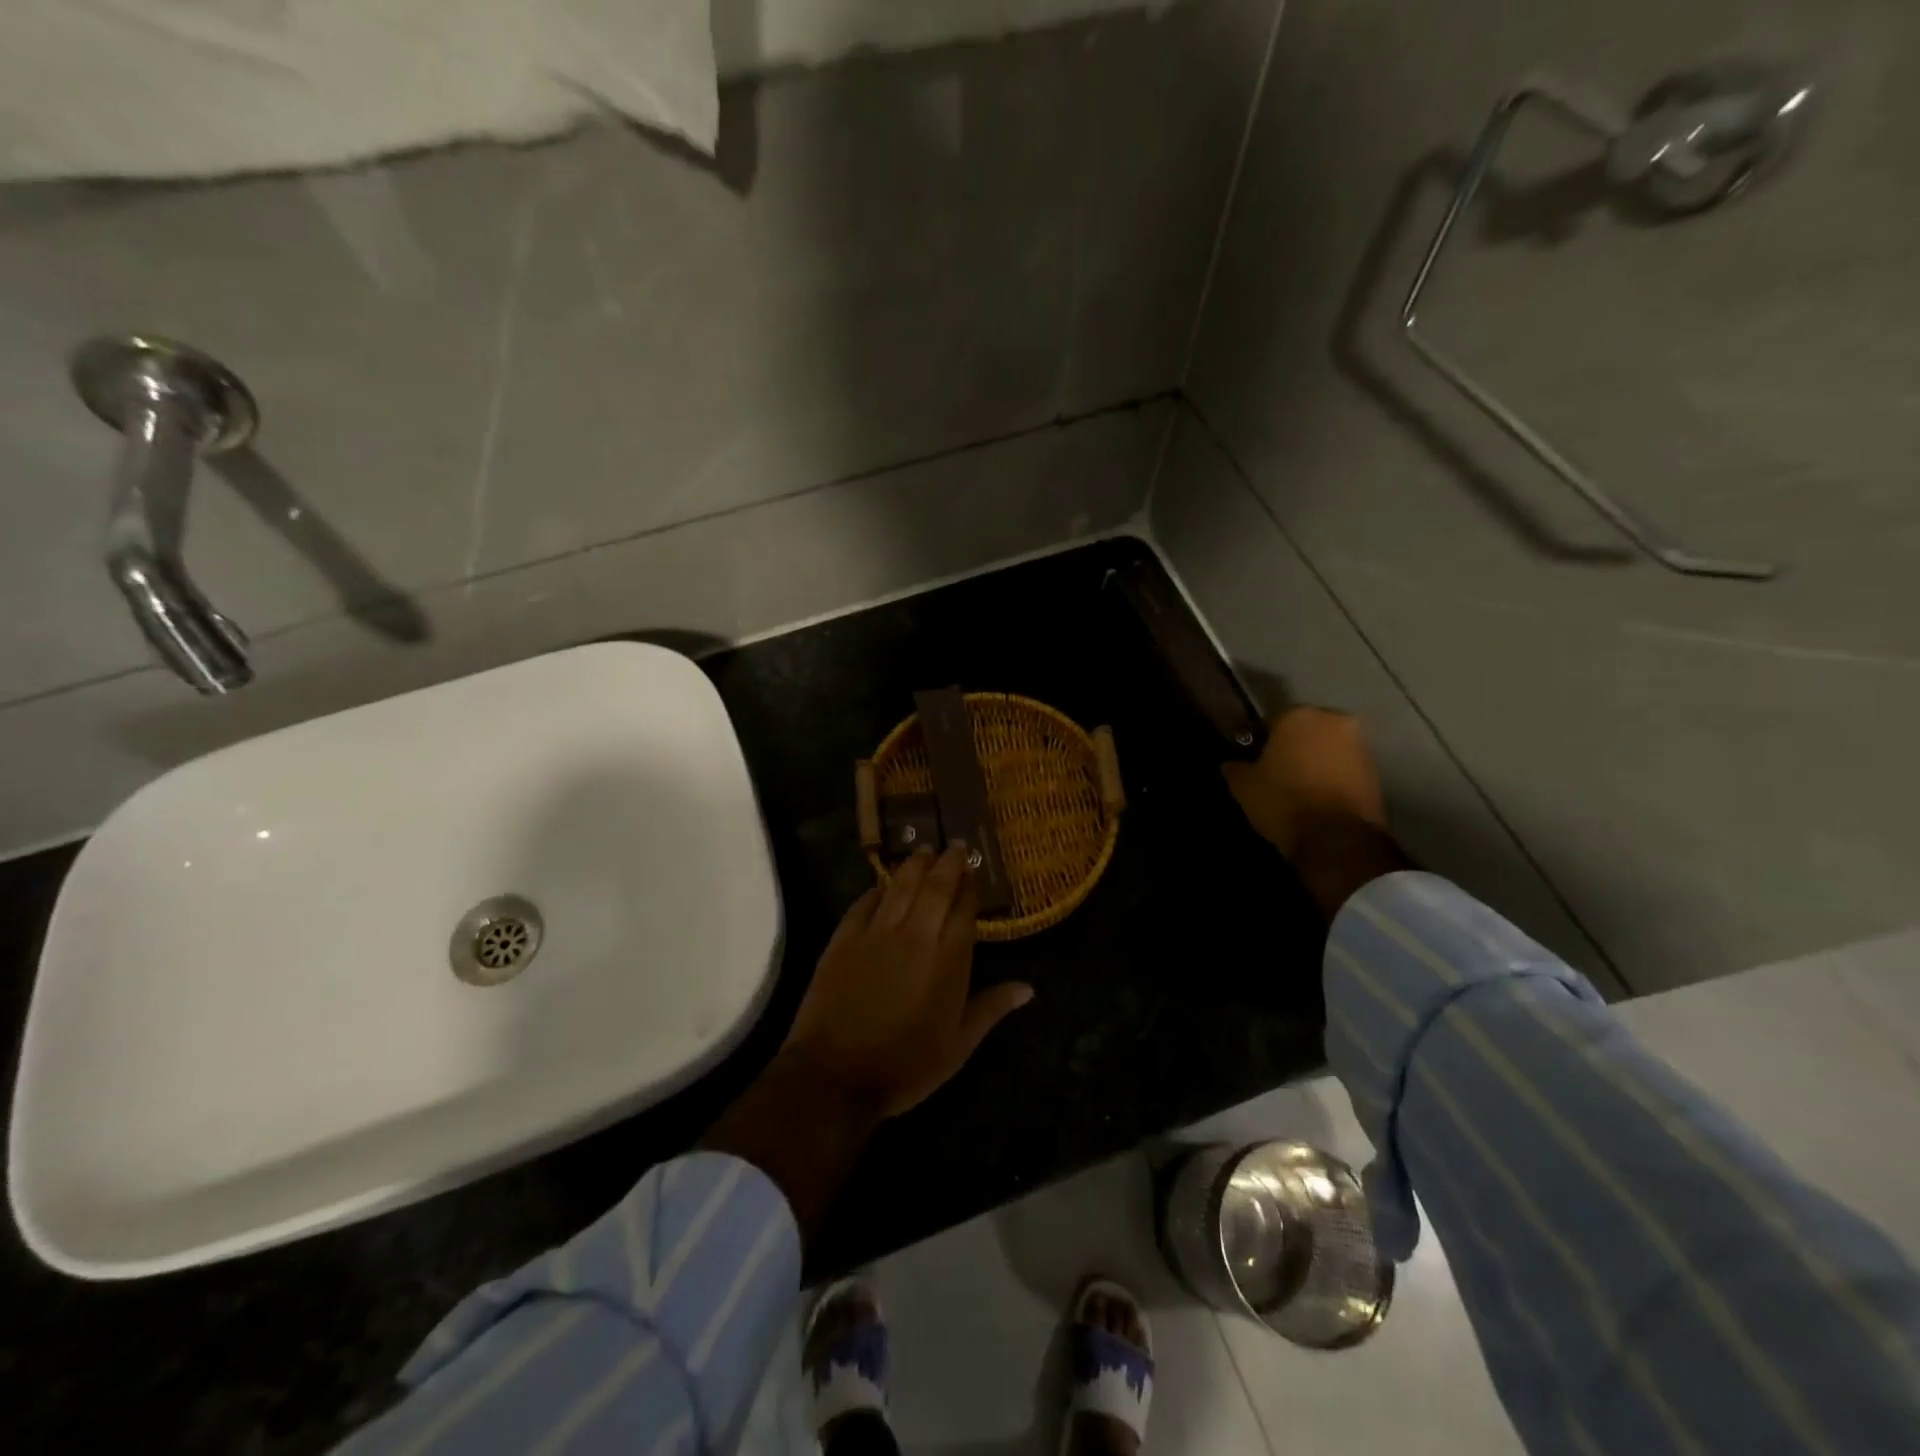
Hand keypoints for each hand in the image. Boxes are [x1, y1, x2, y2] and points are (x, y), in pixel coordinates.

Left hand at [784, 844, 1033, 1117]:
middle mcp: (916, 935)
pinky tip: (883, 884)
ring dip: (914, 865)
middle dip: (948, 863)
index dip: (970, 886)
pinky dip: (876, 889)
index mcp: (948, 960)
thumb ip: (992, 1008)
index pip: (964, 909)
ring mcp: (876, 933)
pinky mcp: (843, 938)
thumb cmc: (906, 1066)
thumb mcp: (958, 1046)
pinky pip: (864, 903)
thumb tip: (1028, 988)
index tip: (974, 870)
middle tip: (954, 845)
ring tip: (923, 850)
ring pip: (900, 886)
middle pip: (935, 887)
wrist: (836, 1076)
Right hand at [1223, 707, 1406, 919]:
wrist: (1337, 839)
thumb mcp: (1243, 785)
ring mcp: (1360, 745)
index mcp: (1298, 716)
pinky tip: (1318, 797)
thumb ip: (1235, 767)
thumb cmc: (1283, 801)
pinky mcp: (1376, 771)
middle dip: (1292, 746)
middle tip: (1276, 771)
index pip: (1271, 721)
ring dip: (1315, 761)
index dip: (1259, 741)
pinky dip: (1332, 776)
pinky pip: (1345, 767)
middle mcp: (1334, 720)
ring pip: (1328, 747)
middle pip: (1305, 730)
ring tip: (1299, 787)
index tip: (1252, 760)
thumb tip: (1232, 763)